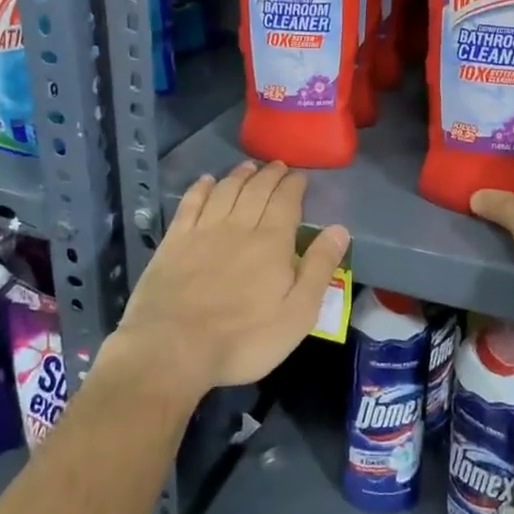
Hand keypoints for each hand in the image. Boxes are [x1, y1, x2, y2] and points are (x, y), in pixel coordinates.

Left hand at [111, 161, 348, 397]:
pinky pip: (191, 203)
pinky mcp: (174, 241)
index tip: (299, 176)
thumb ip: (319, 268)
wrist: (173, 347)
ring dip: (239, 175)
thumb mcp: (297, 314)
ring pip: (226, 191)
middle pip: (256, 190)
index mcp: (272, 242)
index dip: (294, 185)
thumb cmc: (244, 339)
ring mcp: (203, 231)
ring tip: (248, 167)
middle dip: (270, 175)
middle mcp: (239, 226)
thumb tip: (339, 229)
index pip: (286, 202)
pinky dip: (201, 188)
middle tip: (277, 166)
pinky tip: (207, 181)